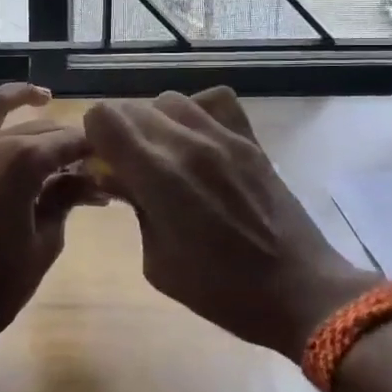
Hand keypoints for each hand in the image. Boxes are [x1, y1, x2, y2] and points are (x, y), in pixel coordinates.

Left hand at [0, 82, 99, 341]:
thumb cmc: (2, 281)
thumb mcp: (47, 240)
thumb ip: (66, 199)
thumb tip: (91, 180)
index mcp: (24, 161)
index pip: (67, 143)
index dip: (90, 151)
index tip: (107, 162)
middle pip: (36, 129)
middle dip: (64, 141)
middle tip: (83, 162)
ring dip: (15, 97)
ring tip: (40, 95)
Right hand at [84, 87, 378, 359]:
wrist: (298, 290)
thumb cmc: (220, 289)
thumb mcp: (157, 262)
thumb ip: (134, 208)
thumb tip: (117, 176)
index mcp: (157, 175)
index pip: (104, 117)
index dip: (94, 137)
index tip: (102, 164)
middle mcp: (187, 143)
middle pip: (132, 107)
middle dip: (120, 133)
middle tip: (129, 168)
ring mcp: (223, 136)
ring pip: (170, 100)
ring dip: (156, 122)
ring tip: (165, 155)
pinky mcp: (251, 139)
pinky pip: (215, 101)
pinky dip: (198, 112)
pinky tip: (200, 142)